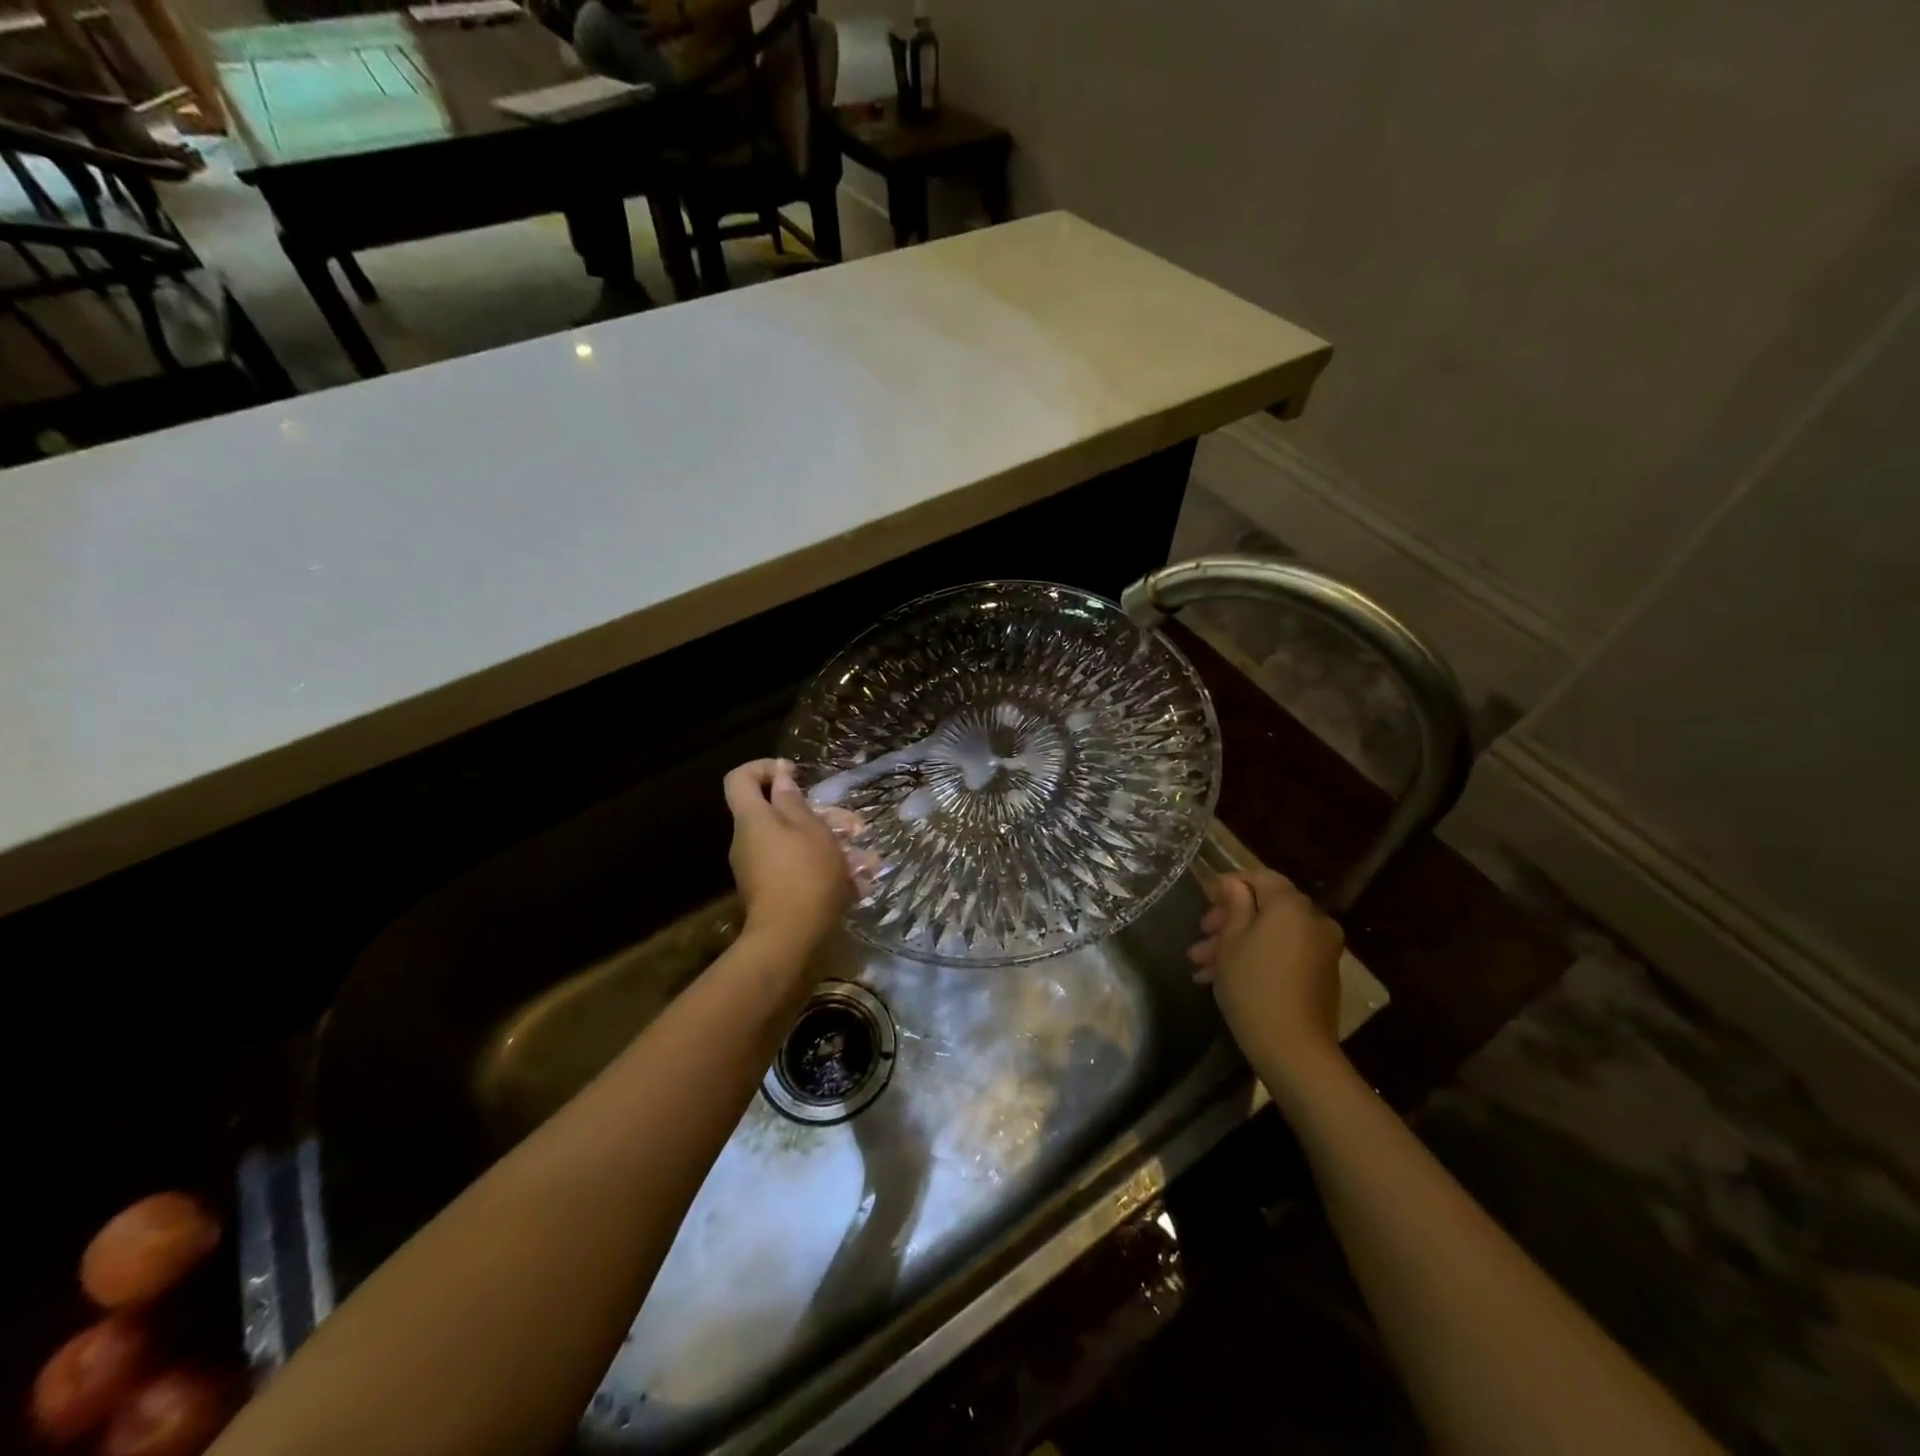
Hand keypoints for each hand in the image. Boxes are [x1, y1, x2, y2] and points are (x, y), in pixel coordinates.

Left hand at [723, 759, 857, 949]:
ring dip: (828, 842)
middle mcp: (748, 840)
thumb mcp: (810, 830)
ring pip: (792, 841)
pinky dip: (822, 866)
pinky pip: (795, 865)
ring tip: (866, 858)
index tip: (795, 773)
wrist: (789, 939)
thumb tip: (780, 777)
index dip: (764, 767)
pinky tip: (856, 881)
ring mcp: (757, 868)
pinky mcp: (770, 890)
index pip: (739, 778)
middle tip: (852, 824)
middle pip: (775, 812)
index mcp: (752, 819)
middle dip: (817, 813)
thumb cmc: (805, 874)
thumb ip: (794, 800)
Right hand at [1189, 869, 1344, 1079]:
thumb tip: (1234, 884)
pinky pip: (1284, 953)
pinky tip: (1224, 978)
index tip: (1204, 899)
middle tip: (1200, 938)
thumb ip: (1234, 905)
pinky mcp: (1321, 975)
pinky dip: (1257, 957)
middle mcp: (1313, 921)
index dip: (1230, 884)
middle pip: (1266, 908)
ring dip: (1237, 944)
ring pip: (1271, 934)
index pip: (1260, 877)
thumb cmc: (1253, 985)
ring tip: (1202, 967)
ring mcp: (1321, 950)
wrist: (1294, 1049)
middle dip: (1229, 921)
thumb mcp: (1232, 941)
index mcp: (1291, 906)